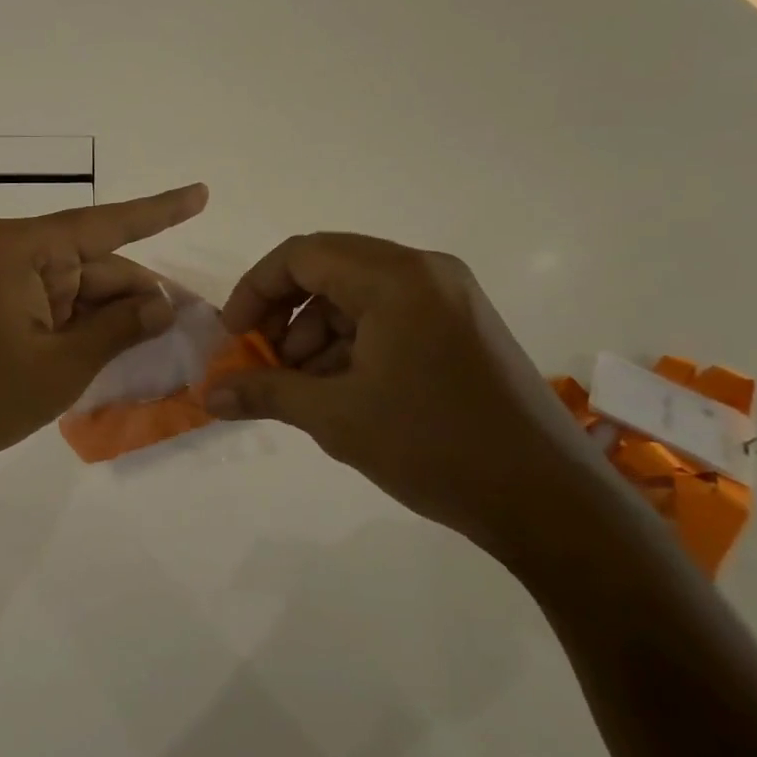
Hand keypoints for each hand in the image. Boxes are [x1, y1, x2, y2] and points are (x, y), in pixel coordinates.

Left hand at [0, 184, 209, 489]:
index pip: (106, 223)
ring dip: (110, 318)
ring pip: (75, 291)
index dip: (160, 211)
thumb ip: (118, 328)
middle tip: (188, 323)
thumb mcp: (60, 366)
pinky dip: (81, 330)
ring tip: (156, 347)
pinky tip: (114, 352)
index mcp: (24, 249)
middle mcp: (11, 254)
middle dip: (138, 294)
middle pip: (93, 265)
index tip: (201, 194)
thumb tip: (162, 302)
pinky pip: (51, 310)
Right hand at [206, 233, 608, 560]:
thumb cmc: (434, 447)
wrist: (548, 501)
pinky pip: (390, 314)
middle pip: (329, 268)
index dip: (256, 291)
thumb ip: (267, 393)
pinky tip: (343, 389)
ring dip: (318, 332)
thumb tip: (209, 395)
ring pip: (358, 294)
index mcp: (396, 277)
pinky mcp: (463, 325)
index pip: (302, 255)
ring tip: (304, 387)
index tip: (233, 336)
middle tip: (265, 361)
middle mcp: (425, 271)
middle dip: (285, 313)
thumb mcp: (336, 418)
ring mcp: (450, 296)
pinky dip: (354, 342)